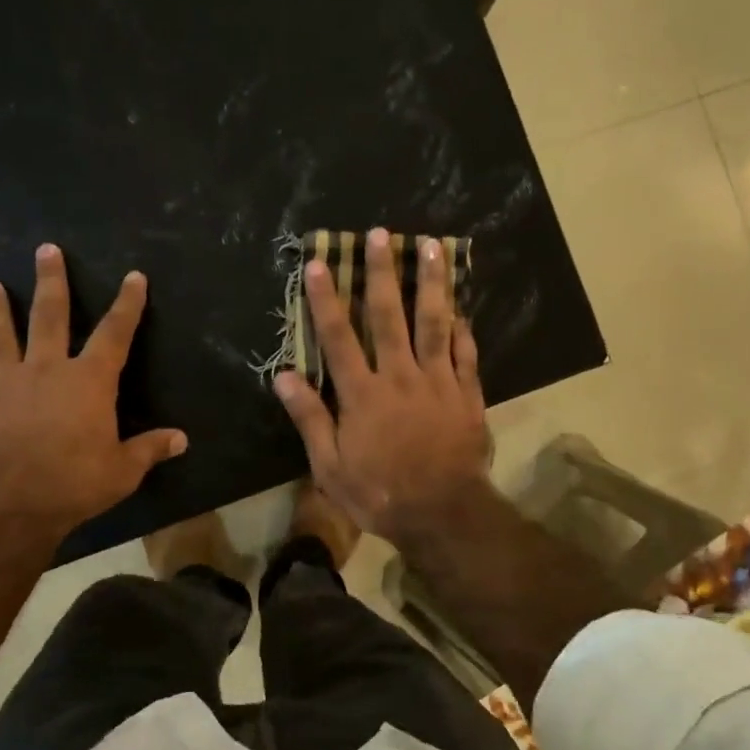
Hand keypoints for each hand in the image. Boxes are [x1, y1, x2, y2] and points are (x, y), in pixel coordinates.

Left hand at [0, 244, 186, 539]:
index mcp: (89, 381)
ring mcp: (6, 388)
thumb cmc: (74, 482)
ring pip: (0, 339)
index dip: (127, 304)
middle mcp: (47, 371)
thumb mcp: (123, 470)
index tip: (133, 277)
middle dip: (51, 282)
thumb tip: (182, 439)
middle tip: (45, 250)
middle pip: (49, 316)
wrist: (9, 506)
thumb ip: (149, 449)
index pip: (115, 333)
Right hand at [273, 228, 491, 547]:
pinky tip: (462, 306)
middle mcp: (400, 376)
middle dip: (382, 272)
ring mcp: (438, 382)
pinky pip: (466, 353)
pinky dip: (464, 328)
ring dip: (432, 283)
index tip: (318, 263)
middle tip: (380, 234)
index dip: (326, 298)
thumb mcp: (330, 466)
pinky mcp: (467, 395)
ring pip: (435, 323)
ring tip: (432, 246)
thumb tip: (283, 375)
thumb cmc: (379, 493)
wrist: (442, 514)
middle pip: (390, 316)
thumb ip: (309, 417)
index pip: (339, 336)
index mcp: (363, 393)